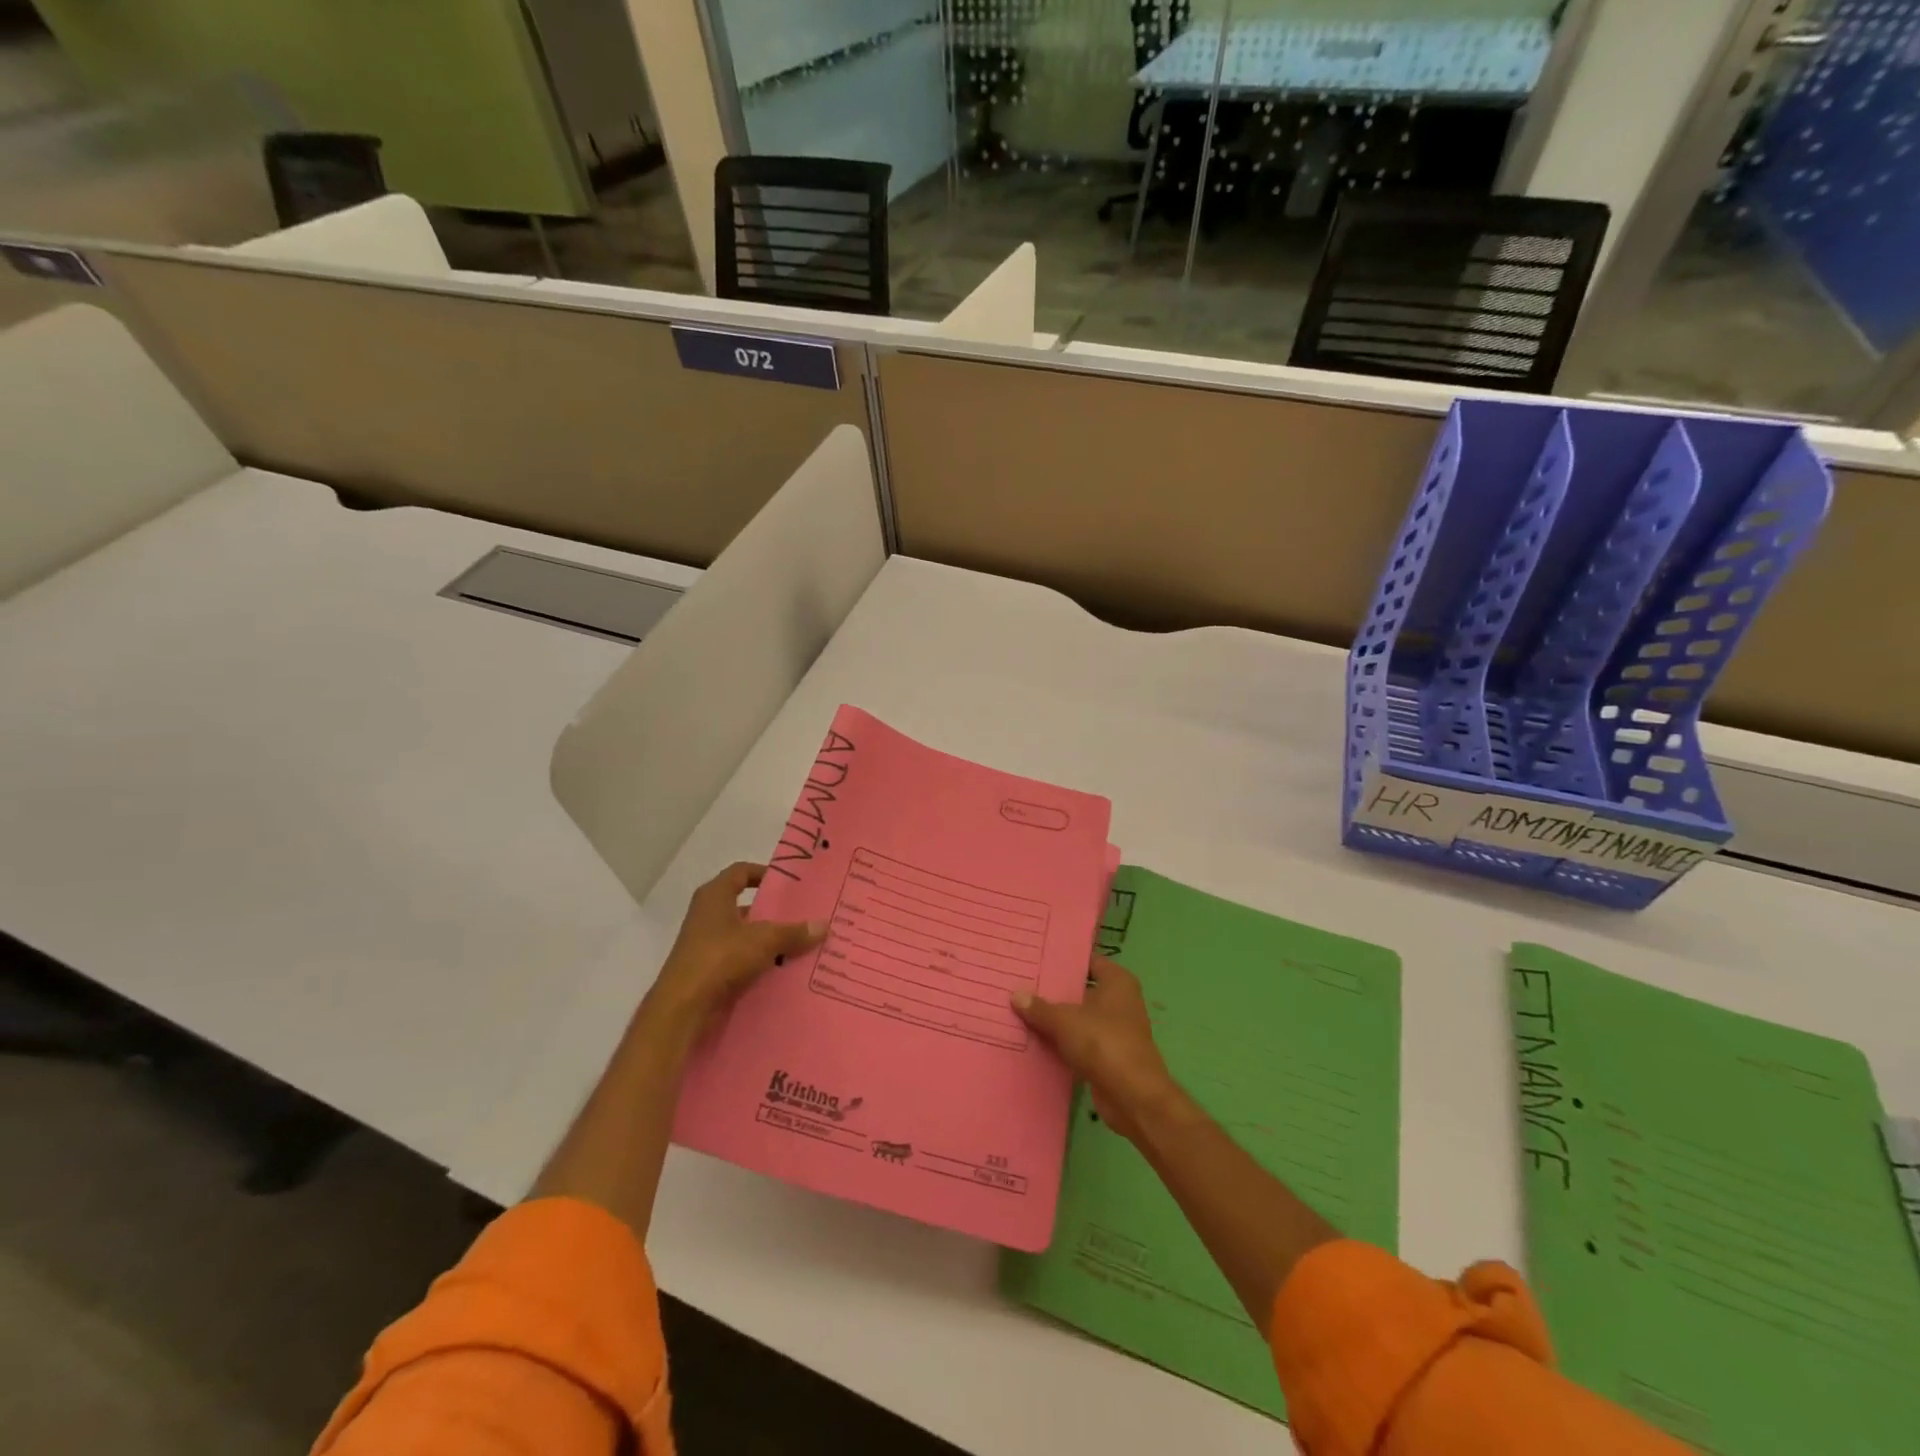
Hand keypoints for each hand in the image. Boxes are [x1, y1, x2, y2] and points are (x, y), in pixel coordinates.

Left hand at [640, 862, 825, 1040]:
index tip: (790, 883)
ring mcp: (706, 945)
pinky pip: (741, 960)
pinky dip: (760, 963)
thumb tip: (824, 925)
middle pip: (746, 906)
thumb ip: (793, 932)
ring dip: (769, 940)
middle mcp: (707, 915)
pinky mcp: (708, 971)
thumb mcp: (764, 940)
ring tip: (801, 945)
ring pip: (745, 936)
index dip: (764, 873)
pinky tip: (784, 970)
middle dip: (774, 912)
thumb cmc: (720, 957)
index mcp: (714, 896)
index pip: (741, 872)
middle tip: (804, 915)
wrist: (683, 1007)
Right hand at [1012, 958, 1183, 1141]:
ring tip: (1020, 1009)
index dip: (1064, 960)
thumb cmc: (1103, 1043)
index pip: (1087, 961)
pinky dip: (1061, 1042)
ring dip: (1056, 1019)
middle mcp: (1120, 1001)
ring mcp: (1115, 1030)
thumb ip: (1040, 1008)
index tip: (1037, 958)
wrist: (1132, 1097)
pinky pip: (1079, 1042)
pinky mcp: (1108, 1056)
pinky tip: (1034, 1040)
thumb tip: (1016, 995)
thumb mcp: (1065, 1020)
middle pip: (1081, 990)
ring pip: (1079, 1018)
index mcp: (1117, 982)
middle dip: (1055, 990)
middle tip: (1021, 983)